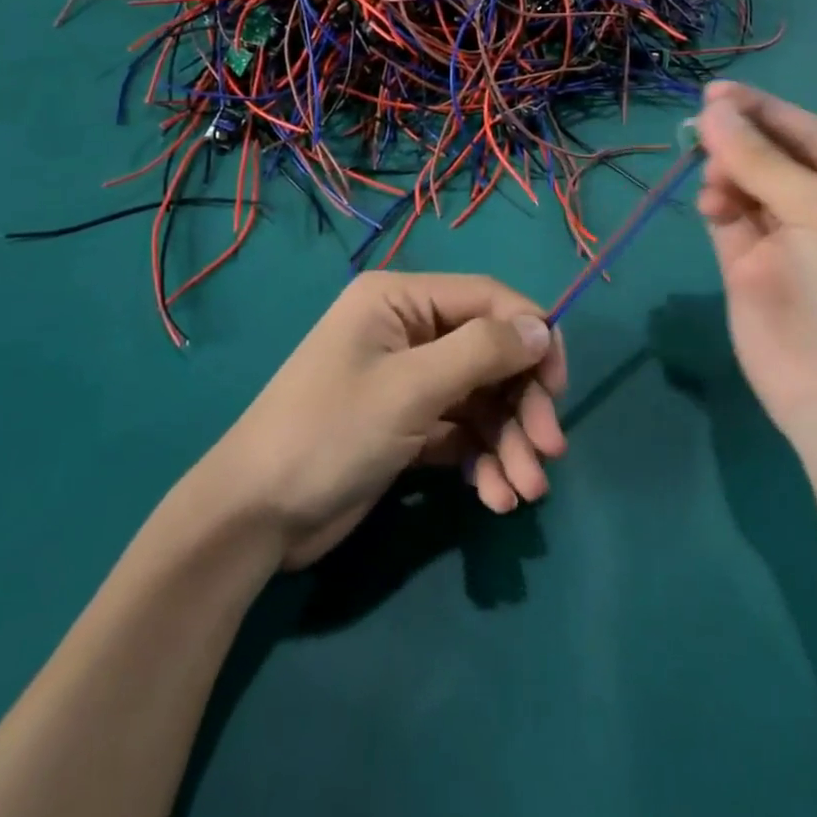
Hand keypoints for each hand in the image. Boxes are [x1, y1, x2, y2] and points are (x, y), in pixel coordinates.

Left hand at [198, 271, 567, 568]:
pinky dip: (483, 461)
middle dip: (522, 403)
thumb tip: (542, 326)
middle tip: (549, 452)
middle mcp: (408, 330)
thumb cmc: (330, 433)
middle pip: (490, 354)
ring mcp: (408, 380)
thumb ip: (481, 352)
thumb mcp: (410, 389)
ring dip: (509, 442)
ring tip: (523, 492)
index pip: (488, 299)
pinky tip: (495, 497)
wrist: (256, 516)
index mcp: (400, 299)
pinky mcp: (408, 425)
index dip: (532, 337)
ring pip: (481, 399)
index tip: (559, 388)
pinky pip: (461, 431)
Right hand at [694, 82, 816, 439]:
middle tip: (701, 126)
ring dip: (726, 172)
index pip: (809, 134)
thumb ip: (760, 158)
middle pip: (773, 157)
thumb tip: (712, 111)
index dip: (764, 110)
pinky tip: (712, 203)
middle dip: (739, 139)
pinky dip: (717, 204)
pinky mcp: (749, 268)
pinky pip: (729, 219)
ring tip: (714, 181)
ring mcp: (786, 240)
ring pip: (745, 186)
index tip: (716, 92)